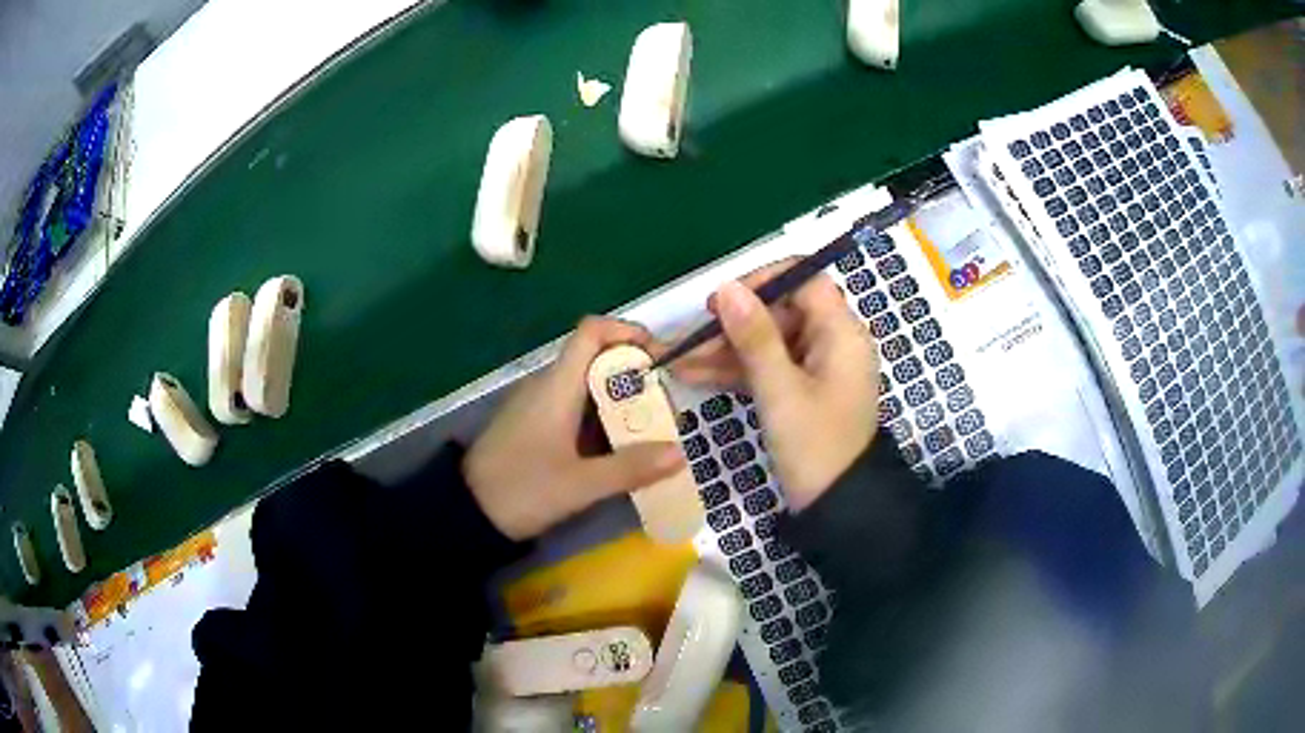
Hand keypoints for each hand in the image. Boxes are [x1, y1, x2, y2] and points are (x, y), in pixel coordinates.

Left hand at [464, 317, 686, 539]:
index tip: (660, 358)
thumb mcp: (579, 485)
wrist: (466, 513)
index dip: (628, 332)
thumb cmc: (521, 489)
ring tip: (655, 430)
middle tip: (668, 407)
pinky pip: (578, 410)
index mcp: (557, 386)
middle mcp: (548, 386)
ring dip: (623, 402)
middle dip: (637, 376)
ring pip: (589, 388)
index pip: (592, 331)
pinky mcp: (537, 428)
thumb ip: (630, 468)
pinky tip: (623, 449)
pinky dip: (605, 420)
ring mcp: (540, 407)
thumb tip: (681, 453)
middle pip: (597, 359)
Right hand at [669, 261, 878, 510]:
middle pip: (780, 312)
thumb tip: (727, 287)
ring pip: (768, 343)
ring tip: (679, 364)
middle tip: (690, 343)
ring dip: (726, 352)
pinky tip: (695, 377)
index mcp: (841, 333)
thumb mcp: (780, 391)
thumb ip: (754, 338)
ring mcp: (817, 367)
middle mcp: (833, 342)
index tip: (721, 302)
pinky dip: (737, 372)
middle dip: (733, 326)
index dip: (762, 282)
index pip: (804, 280)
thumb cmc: (815, 447)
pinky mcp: (803, 390)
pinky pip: (769, 368)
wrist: (836, 508)